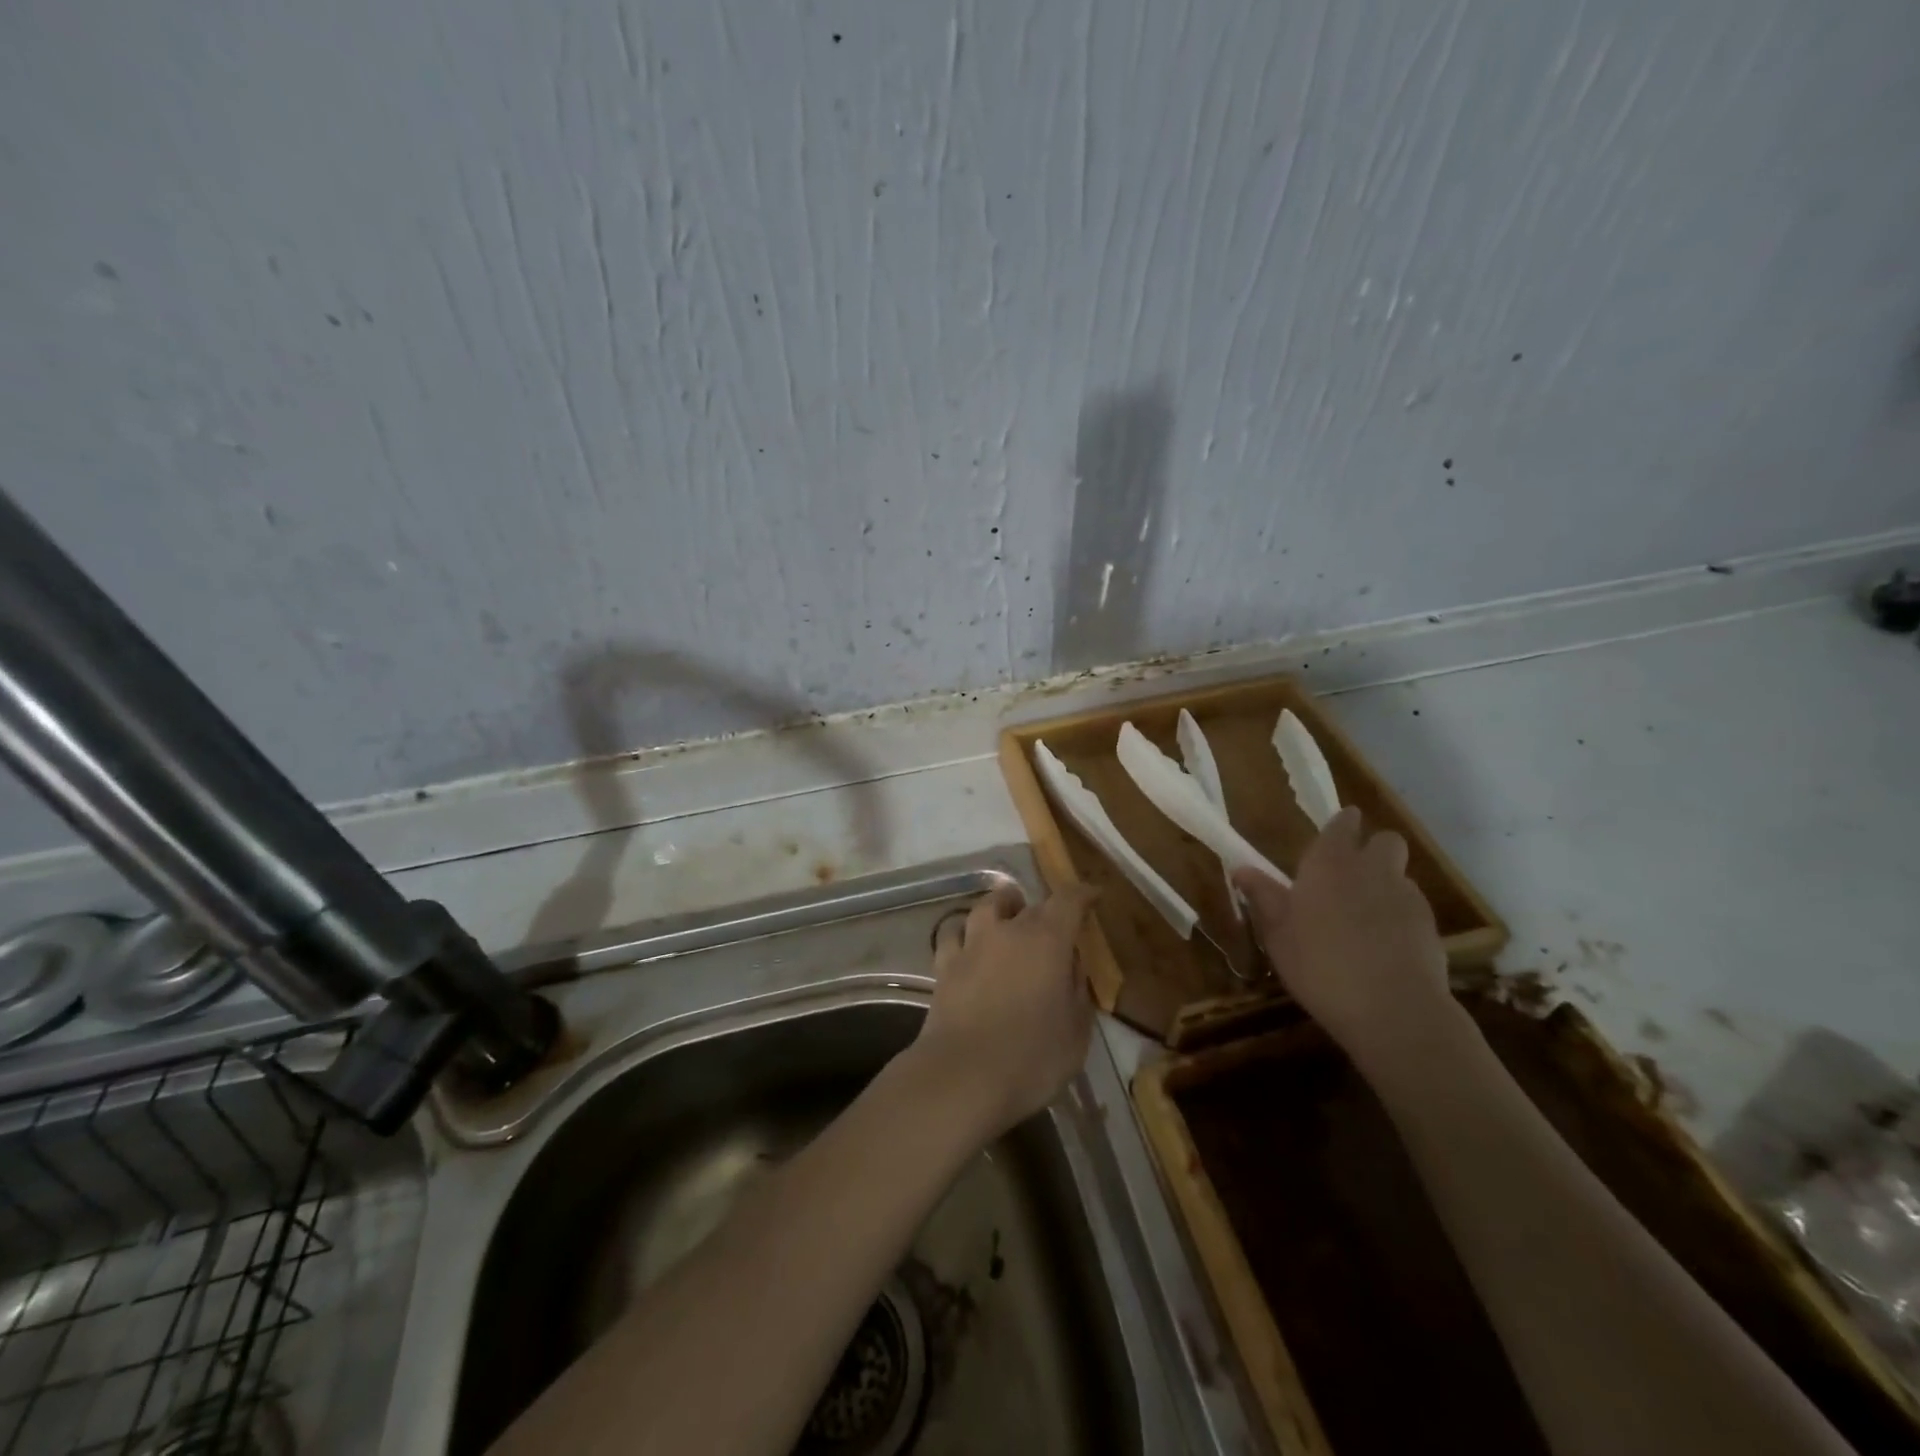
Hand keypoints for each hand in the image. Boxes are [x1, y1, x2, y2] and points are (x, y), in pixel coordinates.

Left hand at [909, 883, 1099, 1138]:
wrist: (963, 1076)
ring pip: (986, 906)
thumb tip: (1071, 965)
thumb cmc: (1031, 1058)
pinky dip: (965, 932)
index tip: (1092, 896)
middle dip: (1045, 910)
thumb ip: (1078, 991)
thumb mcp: (1076, 1032)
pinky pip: (954, 933)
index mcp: (1047, 941)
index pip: (1068, 900)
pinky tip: (969, 944)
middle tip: (1055, 928)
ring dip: (1001, 908)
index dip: (1082, 894)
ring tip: (1008, 919)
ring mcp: (972, 944)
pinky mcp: (944, 965)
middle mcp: (1008, 931)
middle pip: (1029, 904)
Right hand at [1232, 806, 1454, 1073]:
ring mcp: (1406, 896)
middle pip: (1385, 840)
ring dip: (1385, 884)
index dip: (1341, 825)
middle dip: (1373, 848)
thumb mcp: (1278, 934)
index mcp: (1329, 863)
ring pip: (1400, 874)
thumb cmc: (1319, 965)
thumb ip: (1263, 897)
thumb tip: (1241, 869)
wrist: (1393, 1009)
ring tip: (1365, 916)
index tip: (1334, 834)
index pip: (1342, 825)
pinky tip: (1385, 944)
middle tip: (1351, 875)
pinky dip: (1399, 916)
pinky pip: (1412, 907)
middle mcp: (1371, 868)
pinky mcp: (1430, 926)